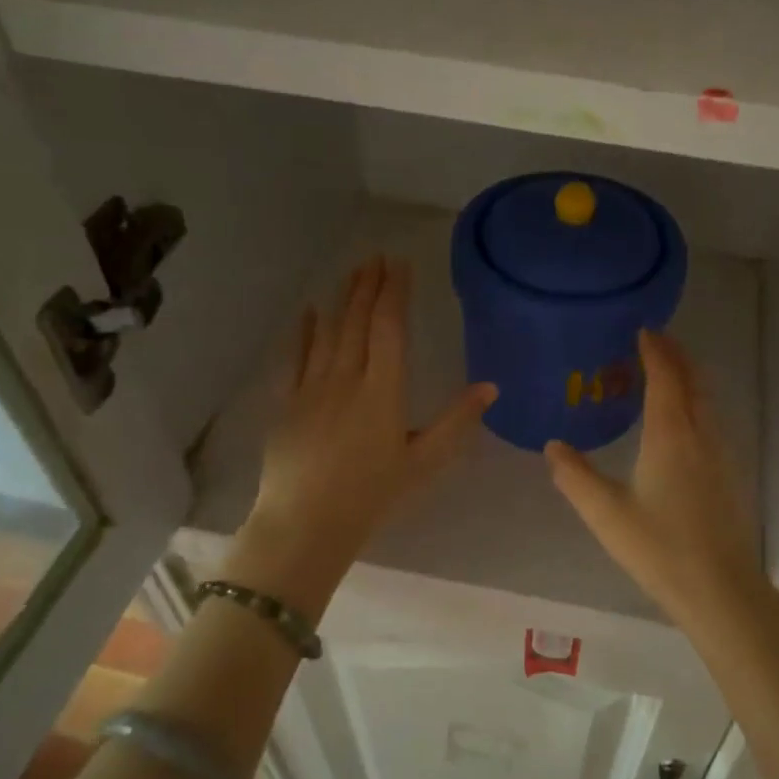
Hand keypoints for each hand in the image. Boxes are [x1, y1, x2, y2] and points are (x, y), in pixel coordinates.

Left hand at [240, 256, 494, 604]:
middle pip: (358, 321)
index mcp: (383, 390)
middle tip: (377, 256)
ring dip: (341, 299)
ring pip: (329, 332)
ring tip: (352, 271)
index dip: (395, 292)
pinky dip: (304, 331)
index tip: (400, 265)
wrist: (306, 523)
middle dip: (368, 285)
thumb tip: (491, 387)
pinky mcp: (287, 403)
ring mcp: (312, 388)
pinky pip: (296, 356)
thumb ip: (457, 421)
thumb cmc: (373, 494)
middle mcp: (347, 378)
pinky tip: (309, 311)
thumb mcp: (425, 460)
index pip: (390, 328)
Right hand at [545, 330, 772, 635]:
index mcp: (671, 434)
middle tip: (655, 341)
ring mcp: (721, 453)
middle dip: (676, 355)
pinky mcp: (729, 472)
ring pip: (707, 399)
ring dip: (688, 377)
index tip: (643, 330)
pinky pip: (712, 418)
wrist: (720, 588)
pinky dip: (696, 401)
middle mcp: (701, 433)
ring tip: (667, 373)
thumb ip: (575, 476)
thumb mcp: (606, 513)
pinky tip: (683, 421)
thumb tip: (552, 446)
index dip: (655, 350)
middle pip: (693, 380)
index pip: (665, 377)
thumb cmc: (659, 548)